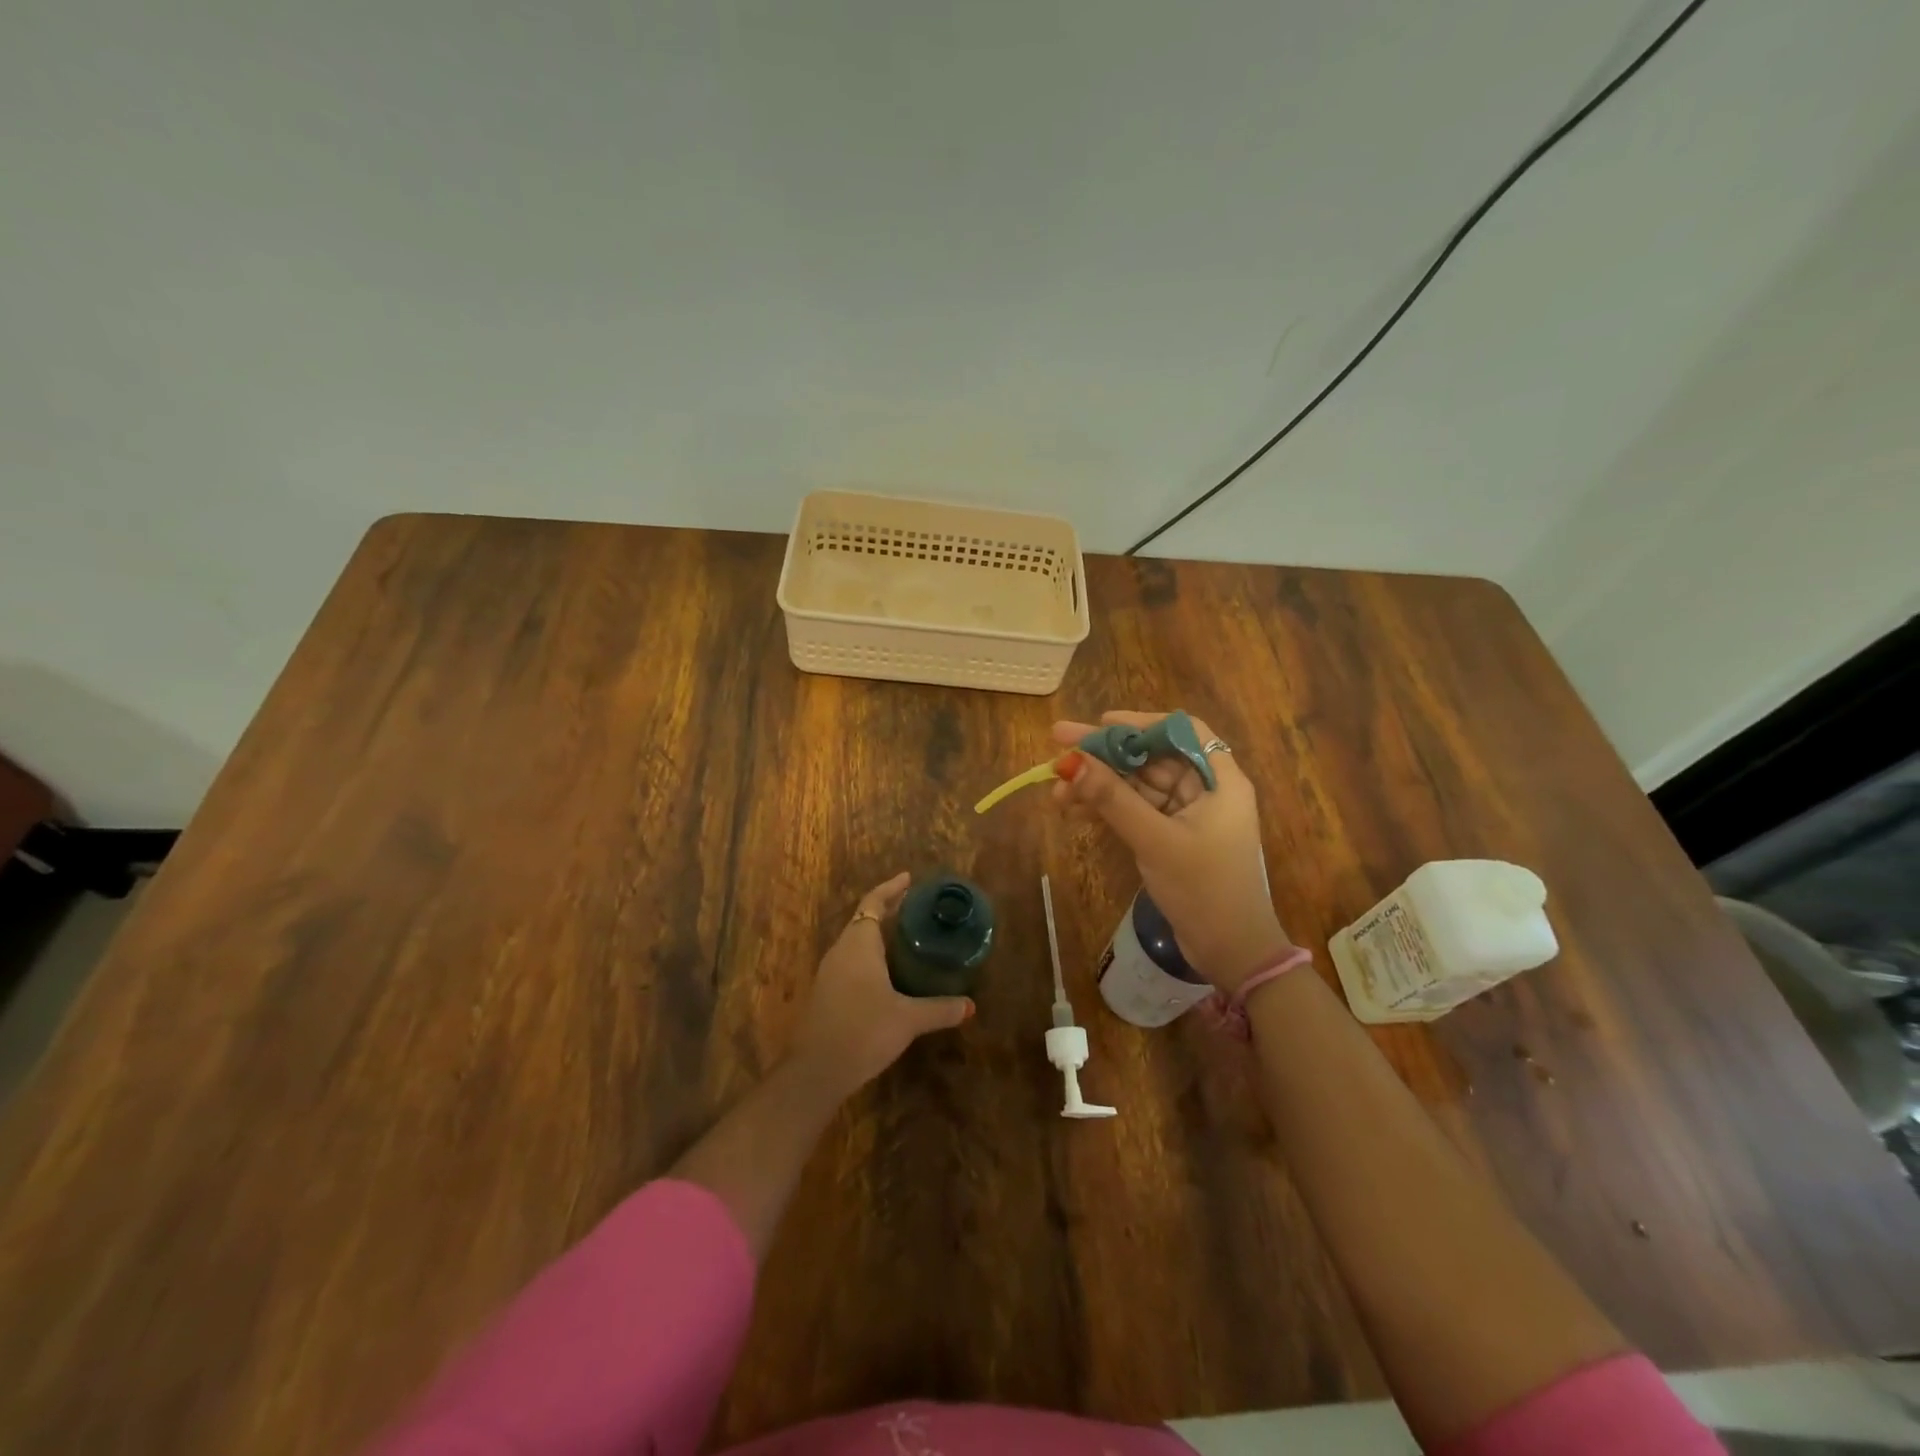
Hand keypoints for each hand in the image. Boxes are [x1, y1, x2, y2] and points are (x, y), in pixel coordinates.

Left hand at [788, 872, 973, 1097]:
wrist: (816, 1071)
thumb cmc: (863, 1031)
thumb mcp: (908, 1019)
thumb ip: (939, 1009)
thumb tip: (970, 1006)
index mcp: (859, 944)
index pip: (874, 903)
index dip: (891, 888)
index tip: (909, 878)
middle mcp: (841, 951)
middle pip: (864, 919)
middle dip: (888, 909)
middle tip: (916, 906)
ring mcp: (830, 972)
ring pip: (856, 942)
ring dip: (878, 934)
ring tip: (906, 936)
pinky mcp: (826, 993)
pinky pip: (851, 961)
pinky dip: (870, 956)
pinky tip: (887, 973)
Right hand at [1052, 711, 1291, 992]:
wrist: (1231, 952)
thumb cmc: (1204, 888)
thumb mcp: (1154, 839)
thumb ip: (1112, 798)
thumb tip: (1069, 762)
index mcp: (1220, 780)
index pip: (1181, 731)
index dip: (1140, 722)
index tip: (1100, 723)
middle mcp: (1206, 789)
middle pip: (1151, 757)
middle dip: (1105, 755)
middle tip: (1058, 746)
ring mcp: (1188, 815)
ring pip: (1138, 785)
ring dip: (1099, 785)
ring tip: (1056, 790)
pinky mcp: (1172, 837)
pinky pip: (1135, 810)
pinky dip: (1108, 808)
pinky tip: (1073, 810)